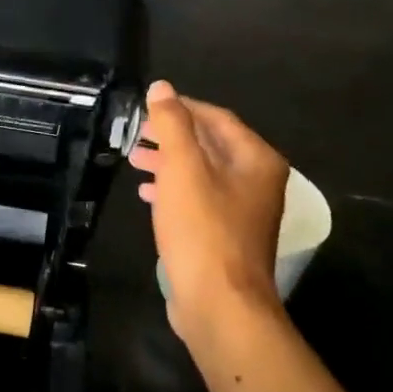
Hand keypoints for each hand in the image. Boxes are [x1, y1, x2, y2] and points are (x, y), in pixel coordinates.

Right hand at [130, 80, 289, 344]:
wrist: (219, 304)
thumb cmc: (202, 230)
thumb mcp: (182, 169)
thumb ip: (172, 125)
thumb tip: (162, 87)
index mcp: (256, 160)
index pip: (217, 118)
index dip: (182, 108)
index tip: (147, 106)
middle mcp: (257, 182)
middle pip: (211, 145)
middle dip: (172, 136)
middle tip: (136, 133)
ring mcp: (243, 212)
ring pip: (202, 174)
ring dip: (169, 163)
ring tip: (135, 160)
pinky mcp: (226, 237)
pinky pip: (199, 201)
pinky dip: (173, 191)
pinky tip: (147, 194)